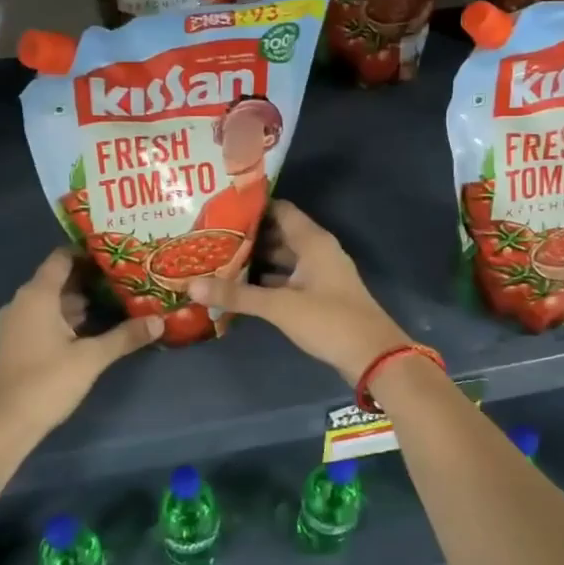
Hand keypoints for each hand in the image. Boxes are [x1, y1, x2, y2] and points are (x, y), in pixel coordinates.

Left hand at [0, 249, 161, 442]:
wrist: (1, 426)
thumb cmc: (45, 382)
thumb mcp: (91, 358)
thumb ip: (125, 336)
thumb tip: (159, 321)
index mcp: (36, 295)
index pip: (61, 258)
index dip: (87, 253)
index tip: (115, 255)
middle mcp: (21, 302)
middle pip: (56, 280)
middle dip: (88, 280)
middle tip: (123, 280)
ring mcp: (13, 325)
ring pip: (49, 302)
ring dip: (77, 302)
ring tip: (113, 303)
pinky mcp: (13, 344)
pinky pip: (40, 319)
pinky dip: (63, 319)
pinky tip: (89, 331)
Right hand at [186, 200, 409, 383]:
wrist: (373, 357)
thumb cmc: (329, 320)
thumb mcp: (279, 306)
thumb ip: (237, 294)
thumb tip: (190, 285)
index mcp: (312, 241)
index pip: (279, 210)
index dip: (251, 207)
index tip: (219, 207)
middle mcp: (316, 251)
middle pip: (278, 234)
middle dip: (247, 237)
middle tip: (210, 237)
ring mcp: (319, 274)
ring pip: (282, 259)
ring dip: (255, 260)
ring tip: (217, 260)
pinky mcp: (318, 296)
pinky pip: (287, 279)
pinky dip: (266, 281)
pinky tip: (240, 288)